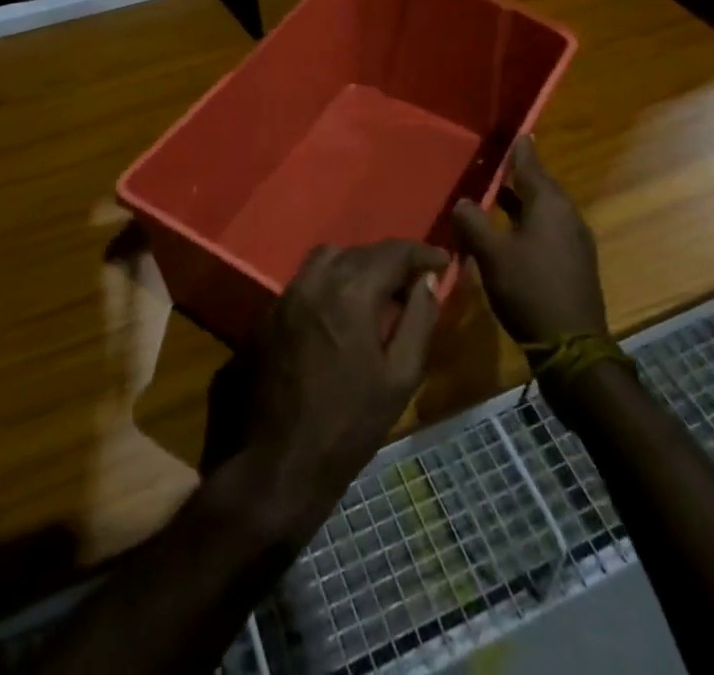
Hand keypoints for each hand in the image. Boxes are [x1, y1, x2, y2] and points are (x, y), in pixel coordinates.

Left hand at [236, 240, 447, 541]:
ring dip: (358, 264)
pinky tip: (342, 310)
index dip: (422, 253)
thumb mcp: (400, 377)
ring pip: (329, 257)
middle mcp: (316, 279)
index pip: (394, 252)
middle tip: (414, 281)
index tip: (443, 261)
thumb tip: (428, 281)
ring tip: (378, 291)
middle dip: (392, 260)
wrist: (280, 462)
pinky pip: (307, 279)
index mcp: (352, 291)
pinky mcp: (270, 311)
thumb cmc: (350, 425)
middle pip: (361, 251)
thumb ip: (419, 320)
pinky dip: (331, 281)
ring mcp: (288, 293)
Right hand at [451, 137, 607, 348]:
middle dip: (518, 174)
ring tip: (497, 194)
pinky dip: (529, 221)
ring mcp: (574, 240)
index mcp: (549, 204)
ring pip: (544, 209)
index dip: (519, 149)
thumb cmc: (530, 290)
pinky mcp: (574, 262)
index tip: (513, 132)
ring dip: (522, 200)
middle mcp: (567, 215)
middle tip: (496, 163)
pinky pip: (549, 228)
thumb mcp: (491, 254)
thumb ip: (472, 222)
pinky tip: (511, 231)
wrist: (572, 347)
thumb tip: (462, 202)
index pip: (531, 164)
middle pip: (540, 185)